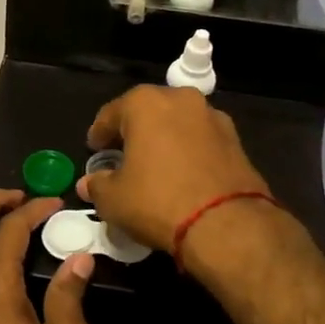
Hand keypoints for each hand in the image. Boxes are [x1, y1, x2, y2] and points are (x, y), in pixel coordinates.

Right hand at [79, 86, 278, 265]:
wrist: (227, 224)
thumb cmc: (158, 201)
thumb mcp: (114, 200)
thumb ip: (97, 185)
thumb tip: (89, 183)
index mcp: (145, 103)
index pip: (111, 113)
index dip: (99, 134)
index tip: (94, 150)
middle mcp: (180, 99)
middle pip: (147, 111)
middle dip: (134, 131)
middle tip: (122, 155)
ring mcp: (212, 116)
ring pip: (177, 123)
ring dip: (164, 138)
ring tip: (155, 165)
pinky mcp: (235, 139)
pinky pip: (201, 139)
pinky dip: (189, 150)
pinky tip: (183, 174)